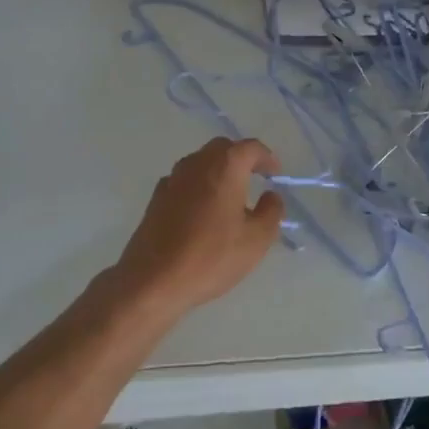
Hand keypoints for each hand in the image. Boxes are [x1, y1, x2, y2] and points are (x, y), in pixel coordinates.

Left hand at [111, 138, 285, 318]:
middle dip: (241, 159)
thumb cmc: (211, 256)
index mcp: (225, 166)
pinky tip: (203, 211)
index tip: (275, 174)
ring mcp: (173, 179)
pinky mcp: (156, 197)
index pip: (251, 148)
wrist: (152, 280)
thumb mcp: (256, 239)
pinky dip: (199, 186)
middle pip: (223, 149)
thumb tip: (271, 195)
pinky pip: (185, 181)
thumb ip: (271, 211)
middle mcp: (197, 163)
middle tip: (255, 178)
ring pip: (201, 163)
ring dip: (218, 171)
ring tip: (230, 196)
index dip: (267, 158)